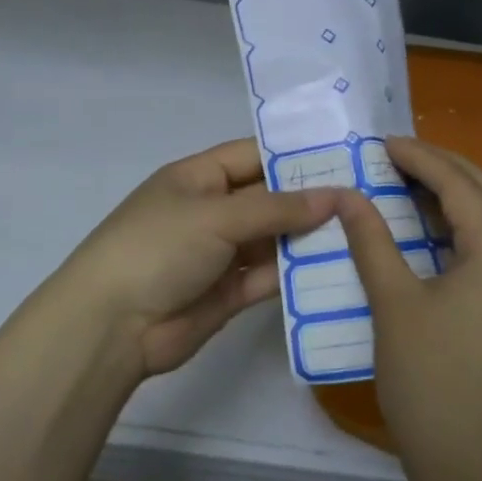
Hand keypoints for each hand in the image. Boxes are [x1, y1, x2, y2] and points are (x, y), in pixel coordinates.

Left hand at [56, 138, 338, 380]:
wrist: (113, 325)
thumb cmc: (158, 248)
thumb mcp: (216, 215)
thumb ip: (276, 207)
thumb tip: (336, 196)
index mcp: (198, 178)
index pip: (253, 156)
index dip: (294, 156)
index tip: (345, 156)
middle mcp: (211, 211)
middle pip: (268, 199)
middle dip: (311, 199)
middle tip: (368, 197)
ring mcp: (220, 254)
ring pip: (273, 240)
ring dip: (309, 238)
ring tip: (365, 232)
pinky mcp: (229, 293)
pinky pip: (270, 277)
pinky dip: (298, 275)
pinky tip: (338, 269)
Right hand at [337, 136, 481, 480]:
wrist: (469, 464)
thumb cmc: (429, 378)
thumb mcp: (393, 301)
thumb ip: (371, 239)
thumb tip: (347, 194)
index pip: (459, 184)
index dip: (418, 158)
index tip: (380, 142)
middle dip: (440, 168)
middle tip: (391, 157)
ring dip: (451, 197)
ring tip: (402, 183)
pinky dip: (458, 229)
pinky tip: (425, 230)